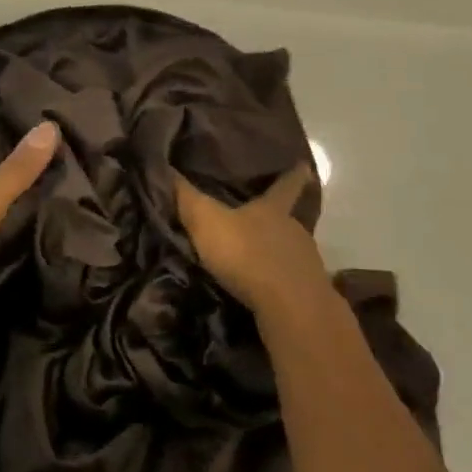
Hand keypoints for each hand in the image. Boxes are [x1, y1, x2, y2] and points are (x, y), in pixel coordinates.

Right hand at [174, 164, 332, 317]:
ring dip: (277, 251)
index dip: (293, 173)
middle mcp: (295, 230)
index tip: (303, 164)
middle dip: (277, 218)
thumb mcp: (206, 221)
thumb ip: (186, 197)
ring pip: (291, 250)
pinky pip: (291, 279)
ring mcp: (306, 262)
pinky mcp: (309, 293)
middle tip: (261, 217)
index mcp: (274, 209)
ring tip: (258, 256)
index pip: (286, 184)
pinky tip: (266, 288)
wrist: (289, 307)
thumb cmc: (246, 254)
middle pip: (289, 219)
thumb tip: (163, 165)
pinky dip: (279, 280)